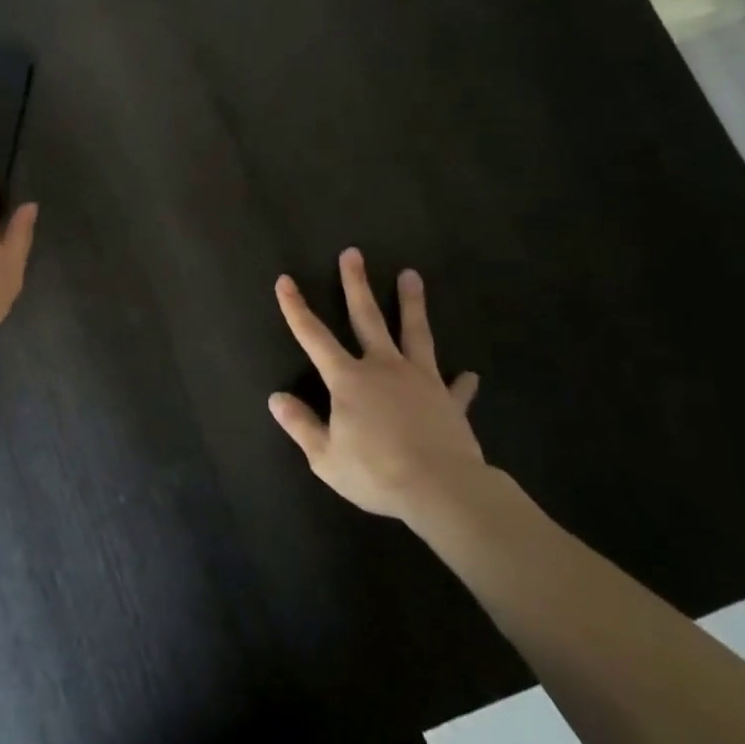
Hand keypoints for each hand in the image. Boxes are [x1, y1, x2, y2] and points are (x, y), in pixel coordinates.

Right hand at [268, 248, 487, 535]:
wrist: (442, 489)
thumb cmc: (376, 472)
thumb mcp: (325, 457)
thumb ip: (301, 425)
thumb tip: (276, 398)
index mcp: (348, 380)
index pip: (313, 337)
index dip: (296, 308)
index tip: (285, 280)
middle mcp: (383, 368)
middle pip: (367, 318)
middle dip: (356, 284)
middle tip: (353, 253)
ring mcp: (421, 380)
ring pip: (415, 333)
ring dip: (412, 304)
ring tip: (411, 275)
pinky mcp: (449, 401)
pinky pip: (455, 387)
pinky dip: (461, 382)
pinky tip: (468, 375)